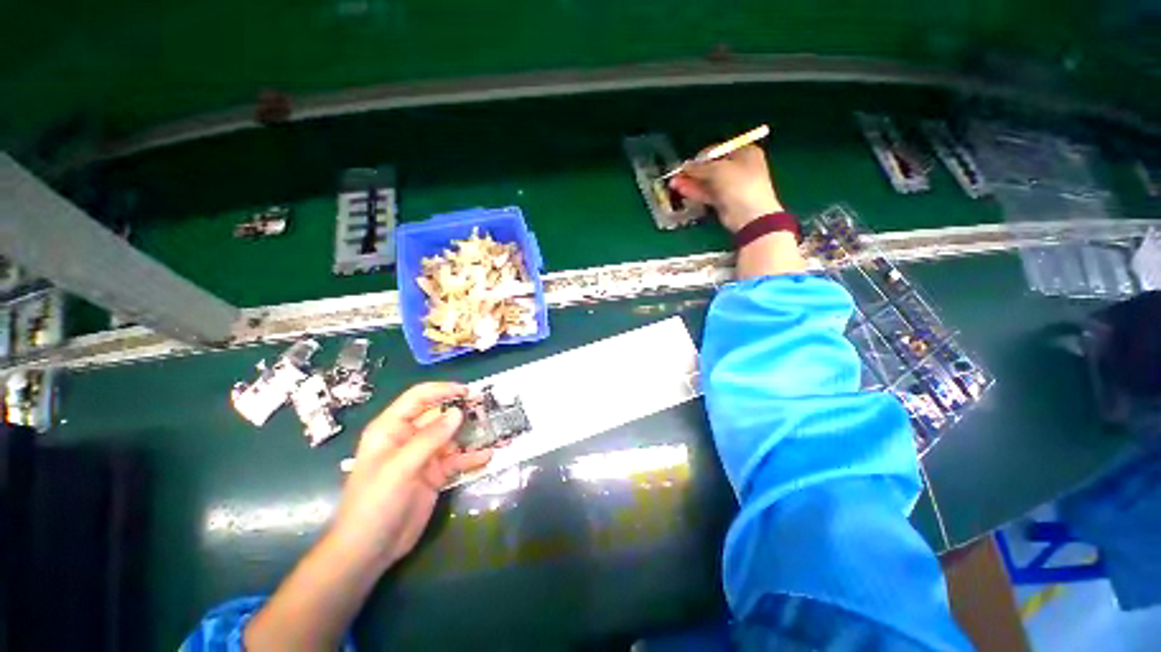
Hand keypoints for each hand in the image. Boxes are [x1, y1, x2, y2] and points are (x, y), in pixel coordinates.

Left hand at [330, 382, 492, 569]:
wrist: (369, 551)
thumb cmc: (374, 503)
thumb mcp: (400, 468)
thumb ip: (430, 439)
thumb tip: (458, 412)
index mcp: (392, 429)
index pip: (418, 398)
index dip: (442, 390)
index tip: (468, 391)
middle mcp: (409, 438)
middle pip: (439, 415)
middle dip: (462, 411)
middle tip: (486, 410)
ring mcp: (423, 456)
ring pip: (451, 436)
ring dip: (471, 433)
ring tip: (493, 430)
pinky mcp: (434, 474)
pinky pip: (456, 459)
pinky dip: (471, 457)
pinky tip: (487, 456)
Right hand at [669, 145, 783, 232]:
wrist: (750, 215)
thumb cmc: (739, 185)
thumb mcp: (718, 170)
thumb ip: (700, 167)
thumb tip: (685, 165)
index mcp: (744, 153)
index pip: (718, 150)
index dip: (701, 156)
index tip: (687, 163)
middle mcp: (738, 168)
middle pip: (711, 167)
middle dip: (693, 171)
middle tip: (676, 174)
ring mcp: (731, 186)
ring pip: (707, 182)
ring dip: (691, 182)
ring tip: (673, 183)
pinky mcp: (724, 201)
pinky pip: (707, 193)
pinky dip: (695, 192)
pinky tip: (681, 190)